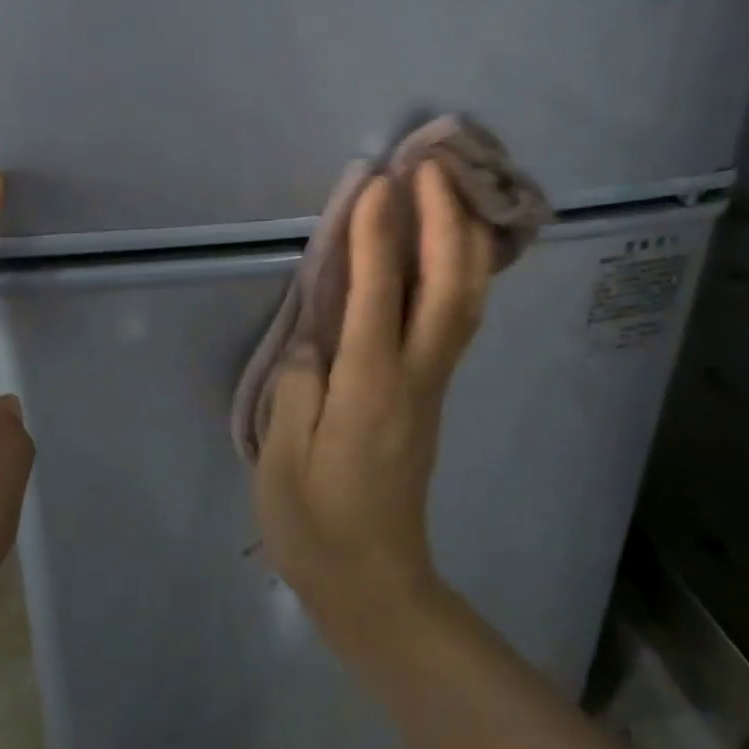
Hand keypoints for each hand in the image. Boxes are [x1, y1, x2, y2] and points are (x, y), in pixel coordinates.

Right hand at [254, 161, 493, 662]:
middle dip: (444, 221)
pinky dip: (460, 271)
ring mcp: (433, 384)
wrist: (375, 585)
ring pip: (465, 301)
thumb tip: (320, 333)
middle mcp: (415, 378)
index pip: (378, 299)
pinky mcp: (432, 390)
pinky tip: (451, 245)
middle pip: (448, 289)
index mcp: (370, 392)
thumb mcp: (283, 459)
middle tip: (430, 164)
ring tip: (448, 187)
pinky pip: (456, 318)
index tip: (378, 182)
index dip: (378, 236)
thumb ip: (299, 384)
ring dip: (462, 239)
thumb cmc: (316, 526)